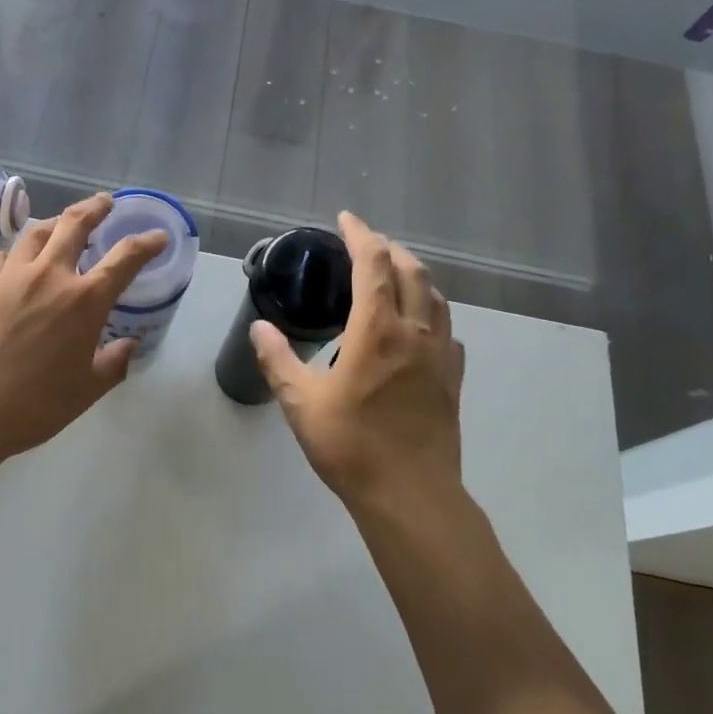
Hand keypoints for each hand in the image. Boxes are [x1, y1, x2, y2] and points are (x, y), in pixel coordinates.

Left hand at [0, 193, 166, 465]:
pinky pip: (4, 255)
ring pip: (36, 232)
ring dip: (55, 222)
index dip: (146, 243)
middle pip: (75, 224)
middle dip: (95, 207)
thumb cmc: (35, 405)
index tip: (158, 236)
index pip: (125, 258)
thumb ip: (113, 363)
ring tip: (62, 223)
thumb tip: (128, 345)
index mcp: (85, 301)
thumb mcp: (87, 391)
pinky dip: (18, 251)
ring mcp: (12, 276)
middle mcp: (50, 276)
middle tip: (105, 201)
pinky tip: (18, 260)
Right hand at [251, 211, 465, 508]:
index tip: (346, 219)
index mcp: (378, 330)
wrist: (410, 494)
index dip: (361, 234)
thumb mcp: (301, 403)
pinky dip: (430, 309)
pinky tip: (417, 325)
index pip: (374, 264)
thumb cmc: (351, 445)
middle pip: (411, 270)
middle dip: (388, 248)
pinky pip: (446, 327)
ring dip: (414, 274)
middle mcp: (415, 332)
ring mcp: (440, 354)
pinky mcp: (452, 378)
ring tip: (392, 274)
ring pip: (435, 295)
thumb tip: (259, 328)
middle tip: (365, 243)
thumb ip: (278, 360)